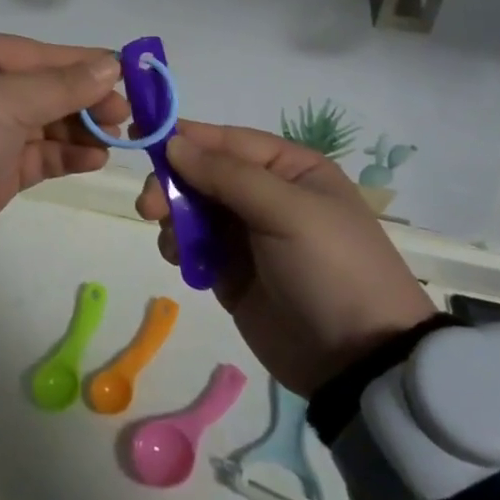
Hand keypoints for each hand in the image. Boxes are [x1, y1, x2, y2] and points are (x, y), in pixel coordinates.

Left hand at [0, 34, 128, 267]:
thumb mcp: (4, 101)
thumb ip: (62, 85)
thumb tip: (111, 64)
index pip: (37, 54)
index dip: (81, 63)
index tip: (125, 73)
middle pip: (43, 88)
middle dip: (84, 99)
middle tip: (124, 115)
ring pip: (44, 123)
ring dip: (80, 129)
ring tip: (115, 139)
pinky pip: (38, 156)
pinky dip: (66, 156)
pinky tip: (95, 159)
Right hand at [136, 121, 434, 394]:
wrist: (359, 362)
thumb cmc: (331, 268)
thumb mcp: (287, 211)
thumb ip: (227, 174)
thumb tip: (174, 143)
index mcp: (290, 168)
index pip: (226, 140)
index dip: (184, 137)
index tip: (140, 137)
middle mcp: (266, 194)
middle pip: (202, 172)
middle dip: (172, 183)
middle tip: (149, 206)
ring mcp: (247, 234)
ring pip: (191, 207)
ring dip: (172, 216)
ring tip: (173, 242)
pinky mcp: (231, 271)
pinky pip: (192, 244)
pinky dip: (179, 246)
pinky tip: (180, 259)